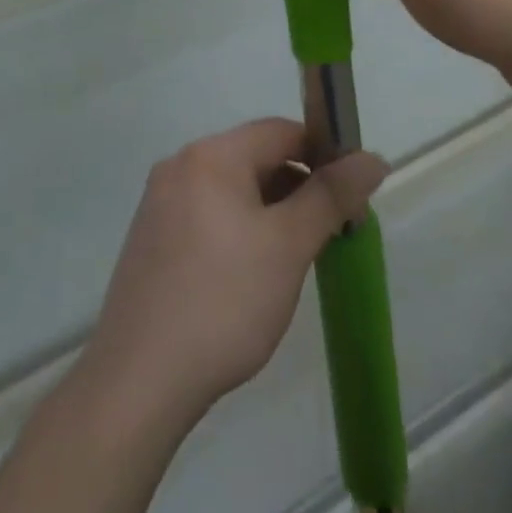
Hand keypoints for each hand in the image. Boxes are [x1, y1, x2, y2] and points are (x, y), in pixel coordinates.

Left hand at [83, 119, 387, 429]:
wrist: (138, 381)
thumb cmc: (223, 302)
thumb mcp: (288, 246)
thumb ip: (331, 196)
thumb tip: (373, 158)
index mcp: (211, 155)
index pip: (282, 131)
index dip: (324, 155)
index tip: (352, 197)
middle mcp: (180, 165)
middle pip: (255, 157)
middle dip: (299, 188)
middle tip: (331, 234)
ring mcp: (160, 202)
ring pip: (233, 189)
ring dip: (271, 211)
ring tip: (296, 258)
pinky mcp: (151, 238)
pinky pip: (208, 214)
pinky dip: (240, 229)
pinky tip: (252, 275)